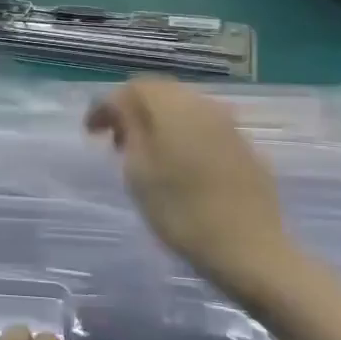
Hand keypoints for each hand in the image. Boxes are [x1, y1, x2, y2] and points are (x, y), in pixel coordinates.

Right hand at [85, 79, 307, 308]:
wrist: (250, 251)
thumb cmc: (181, 211)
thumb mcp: (138, 169)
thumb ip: (128, 127)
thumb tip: (121, 105)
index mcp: (174, 108)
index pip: (132, 88)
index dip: (106, 106)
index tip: (91, 133)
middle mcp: (204, 106)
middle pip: (160, 93)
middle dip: (133, 111)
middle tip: (114, 142)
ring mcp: (229, 126)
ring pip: (183, 109)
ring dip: (157, 124)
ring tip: (144, 156)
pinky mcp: (244, 148)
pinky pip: (204, 128)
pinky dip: (182, 136)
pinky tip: (177, 166)